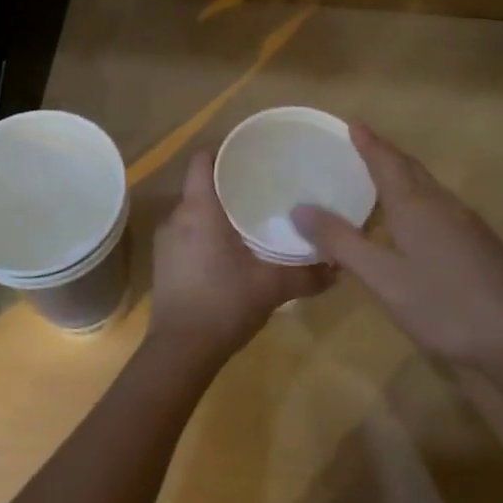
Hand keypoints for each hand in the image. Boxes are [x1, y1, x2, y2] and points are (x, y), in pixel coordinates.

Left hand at [150, 150, 332, 366]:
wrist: (180, 352)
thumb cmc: (224, 304)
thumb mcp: (272, 287)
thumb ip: (307, 274)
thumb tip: (339, 265)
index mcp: (199, 210)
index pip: (202, 161)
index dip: (223, 150)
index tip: (249, 152)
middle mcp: (177, 218)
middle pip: (200, 186)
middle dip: (228, 184)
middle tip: (262, 186)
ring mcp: (166, 242)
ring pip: (193, 212)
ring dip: (217, 212)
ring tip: (250, 217)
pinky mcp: (164, 264)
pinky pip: (186, 234)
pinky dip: (206, 233)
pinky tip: (229, 250)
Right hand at [291, 124, 502, 371]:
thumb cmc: (443, 305)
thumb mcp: (382, 278)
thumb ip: (341, 242)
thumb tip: (300, 208)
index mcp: (416, 206)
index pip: (387, 162)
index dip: (369, 143)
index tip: (353, 124)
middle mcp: (443, 204)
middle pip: (411, 169)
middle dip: (386, 154)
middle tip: (362, 143)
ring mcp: (467, 223)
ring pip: (429, 187)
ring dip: (405, 174)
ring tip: (383, 177)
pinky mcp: (480, 243)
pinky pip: (441, 205)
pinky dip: (420, 198)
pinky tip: (417, 220)